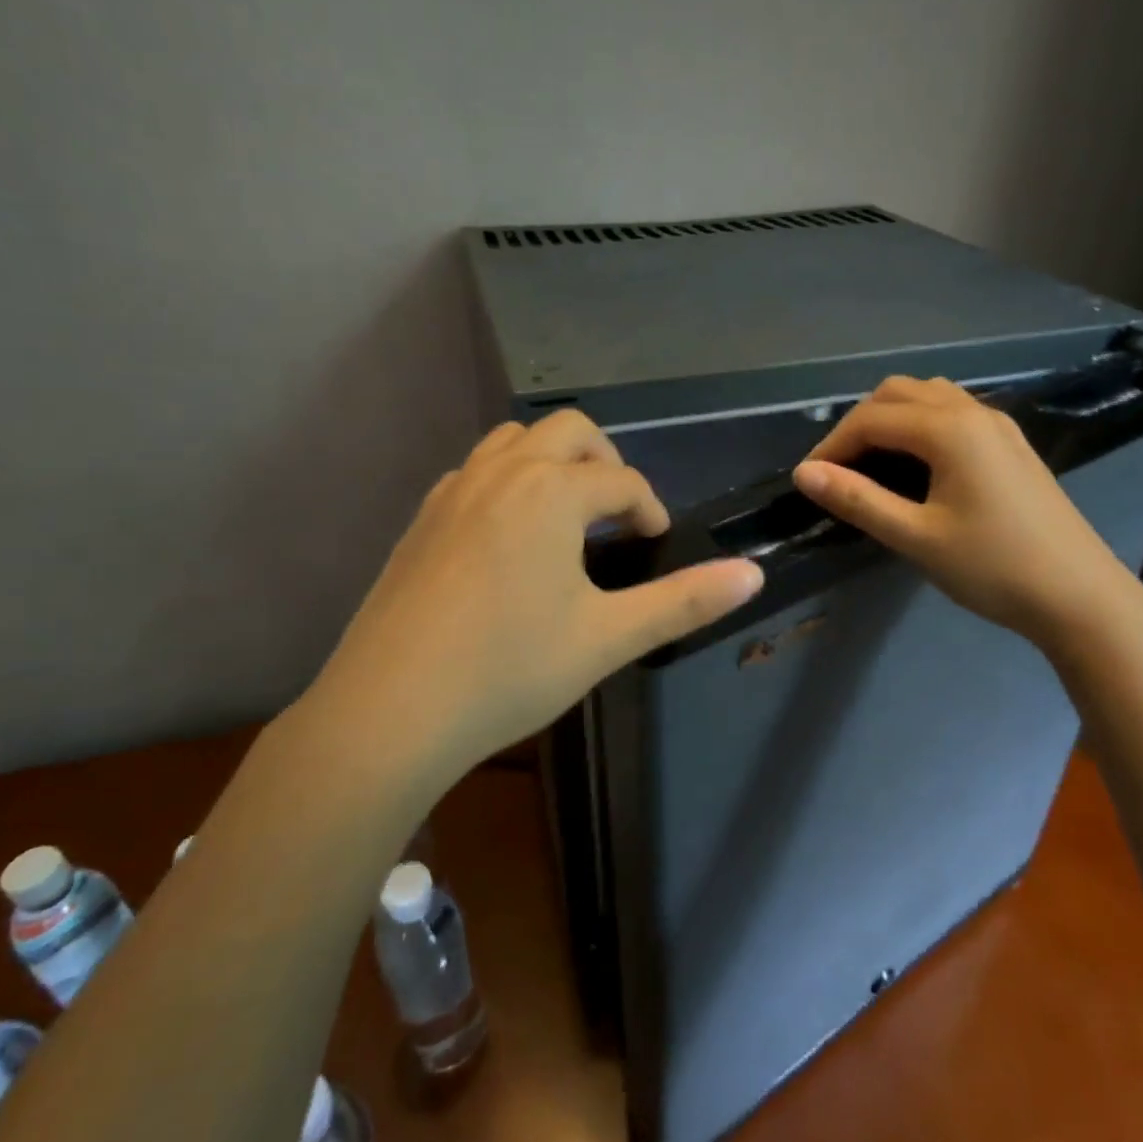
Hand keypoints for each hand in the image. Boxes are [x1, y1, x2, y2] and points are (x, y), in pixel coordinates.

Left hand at [310, 411, 763, 781]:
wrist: (390, 710)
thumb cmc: (509, 670)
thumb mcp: (608, 637)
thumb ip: (684, 600)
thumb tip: (753, 573)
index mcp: (552, 491)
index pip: (621, 480)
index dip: (650, 508)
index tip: (657, 542)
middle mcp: (502, 472)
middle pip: (568, 431)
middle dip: (604, 461)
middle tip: (617, 514)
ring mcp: (454, 490)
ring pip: (514, 441)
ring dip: (552, 461)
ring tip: (567, 516)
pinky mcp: (422, 517)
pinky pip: (476, 471)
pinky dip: (508, 481)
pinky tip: (509, 537)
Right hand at [792, 376, 1134, 644]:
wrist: (1080, 597)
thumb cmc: (993, 567)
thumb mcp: (916, 537)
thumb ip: (858, 500)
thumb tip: (805, 474)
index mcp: (949, 429)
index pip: (871, 420)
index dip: (832, 445)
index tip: (808, 480)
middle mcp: (973, 412)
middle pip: (897, 393)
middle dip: (858, 424)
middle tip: (838, 470)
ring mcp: (998, 425)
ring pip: (928, 396)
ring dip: (890, 418)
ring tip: (871, 462)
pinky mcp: (1011, 444)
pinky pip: (953, 412)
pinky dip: (920, 423)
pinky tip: (916, 464)